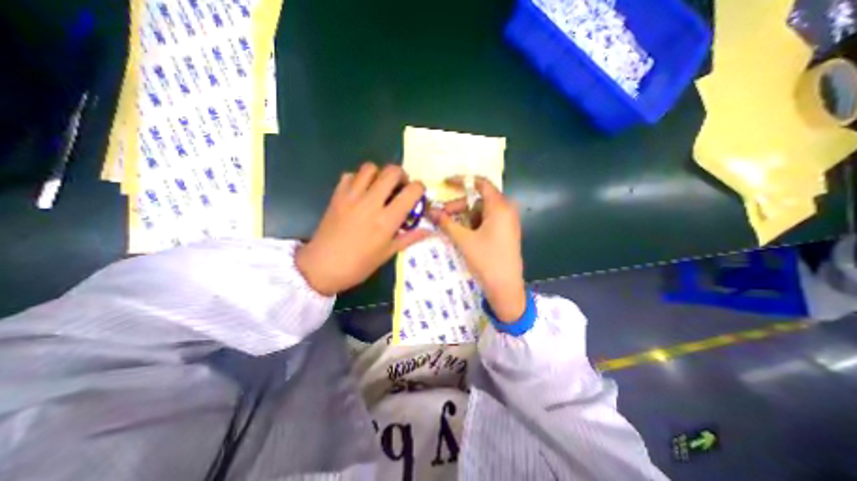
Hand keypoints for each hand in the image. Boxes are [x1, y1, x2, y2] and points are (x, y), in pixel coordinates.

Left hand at [298, 163, 431, 293]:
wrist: (322, 267)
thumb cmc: (359, 265)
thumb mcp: (387, 253)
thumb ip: (409, 238)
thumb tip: (428, 230)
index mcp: (387, 220)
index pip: (411, 192)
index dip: (419, 188)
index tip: (418, 194)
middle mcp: (371, 203)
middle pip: (391, 172)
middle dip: (401, 175)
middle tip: (400, 187)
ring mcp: (351, 197)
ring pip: (370, 168)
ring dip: (380, 174)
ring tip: (380, 187)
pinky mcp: (337, 196)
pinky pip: (350, 176)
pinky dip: (359, 179)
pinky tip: (361, 192)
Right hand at [428, 176, 528, 323]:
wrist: (506, 288)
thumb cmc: (486, 261)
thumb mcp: (464, 240)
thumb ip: (446, 223)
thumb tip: (430, 211)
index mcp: (499, 207)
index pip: (481, 183)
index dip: (462, 181)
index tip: (446, 183)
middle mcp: (506, 210)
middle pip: (479, 199)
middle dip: (459, 205)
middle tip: (442, 215)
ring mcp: (508, 222)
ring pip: (482, 211)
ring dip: (465, 216)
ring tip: (449, 226)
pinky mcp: (506, 232)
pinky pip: (488, 220)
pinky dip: (474, 223)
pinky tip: (463, 233)